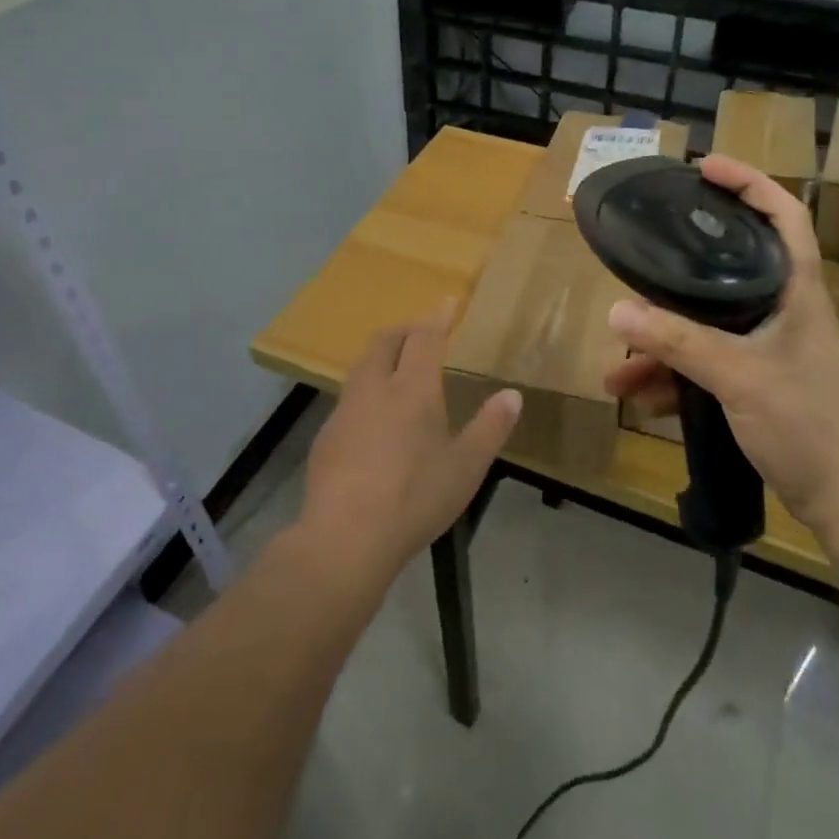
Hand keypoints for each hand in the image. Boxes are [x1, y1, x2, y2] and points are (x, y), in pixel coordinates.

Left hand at [298, 305, 521, 583]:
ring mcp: (344, 411)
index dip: (438, 317)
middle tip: (422, 332)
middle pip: (385, 342)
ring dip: (381, 357)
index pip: (425, 338)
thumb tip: (512, 395)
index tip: (447, 301)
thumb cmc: (415, 498)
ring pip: (362, 367)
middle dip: (405, 329)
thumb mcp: (466, 467)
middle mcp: (374, 389)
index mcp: (412, 389)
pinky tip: (374, 420)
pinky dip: (366, 390)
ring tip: (398, 369)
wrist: (345, 536)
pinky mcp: (326, 436)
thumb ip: (490, 427)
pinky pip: (349, 398)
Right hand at [604, 155, 838, 532]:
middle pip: (727, 269)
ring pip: (705, 327)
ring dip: (660, 345)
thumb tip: (616, 313)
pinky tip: (637, 399)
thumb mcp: (739, 376)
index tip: (705, 167)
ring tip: (616, 369)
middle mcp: (782, 310)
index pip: (784, 215)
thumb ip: (677, 342)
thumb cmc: (807, 424)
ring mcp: (769, 348)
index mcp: (795, 291)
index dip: (749, 182)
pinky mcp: (757, 382)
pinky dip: (672, 377)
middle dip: (676, 274)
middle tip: (639, 260)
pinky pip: (704, 365)